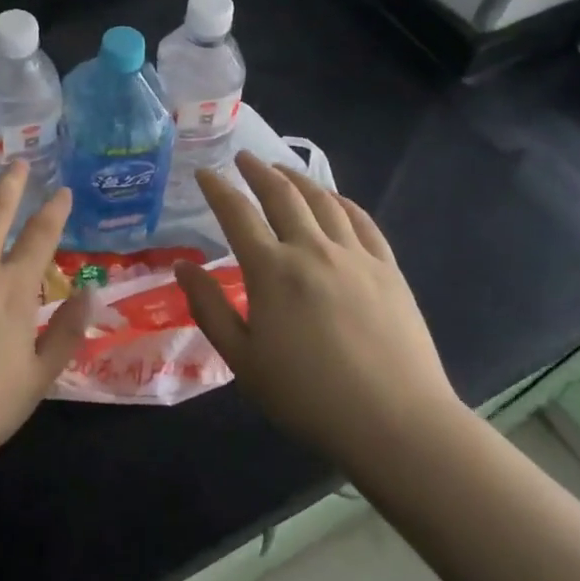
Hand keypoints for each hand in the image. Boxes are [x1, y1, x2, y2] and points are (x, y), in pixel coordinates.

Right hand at [177, 151, 460, 465]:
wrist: (396, 423)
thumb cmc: (308, 397)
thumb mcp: (243, 360)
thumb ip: (210, 308)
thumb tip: (183, 267)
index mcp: (271, 270)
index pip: (237, 213)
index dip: (217, 188)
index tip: (204, 172)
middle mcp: (311, 250)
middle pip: (282, 195)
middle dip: (258, 171)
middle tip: (243, 157)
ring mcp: (354, 255)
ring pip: (323, 200)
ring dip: (298, 178)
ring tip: (283, 169)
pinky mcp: (388, 269)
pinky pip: (363, 221)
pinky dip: (343, 202)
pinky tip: (335, 199)